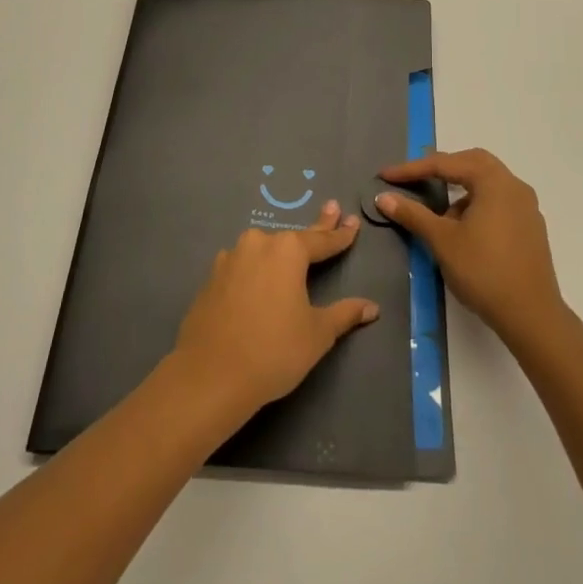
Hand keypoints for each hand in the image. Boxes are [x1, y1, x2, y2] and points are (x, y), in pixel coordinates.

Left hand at [172, 201, 380, 422]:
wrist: (210, 375)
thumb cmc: (274, 350)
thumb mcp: (317, 334)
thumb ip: (344, 314)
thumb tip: (372, 307)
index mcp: (288, 250)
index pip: (322, 240)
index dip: (341, 235)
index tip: (353, 222)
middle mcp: (258, 244)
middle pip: (293, 237)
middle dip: (316, 227)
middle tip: (332, 209)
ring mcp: (230, 259)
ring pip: (263, 248)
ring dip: (280, 248)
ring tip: (294, 247)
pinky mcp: (211, 278)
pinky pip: (242, 265)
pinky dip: (255, 267)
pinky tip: (257, 274)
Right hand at [377, 148, 563, 344]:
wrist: (532, 316)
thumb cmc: (484, 271)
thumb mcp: (442, 241)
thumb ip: (413, 214)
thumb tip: (383, 197)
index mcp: (494, 182)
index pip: (446, 164)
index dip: (412, 169)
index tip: (386, 176)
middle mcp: (514, 186)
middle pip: (472, 163)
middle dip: (441, 168)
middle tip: (415, 179)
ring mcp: (527, 207)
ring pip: (487, 183)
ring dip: (460, 189)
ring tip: (440, 216)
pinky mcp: (531, 228)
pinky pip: (498, 202)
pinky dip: (477, 204)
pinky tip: (464, 231)